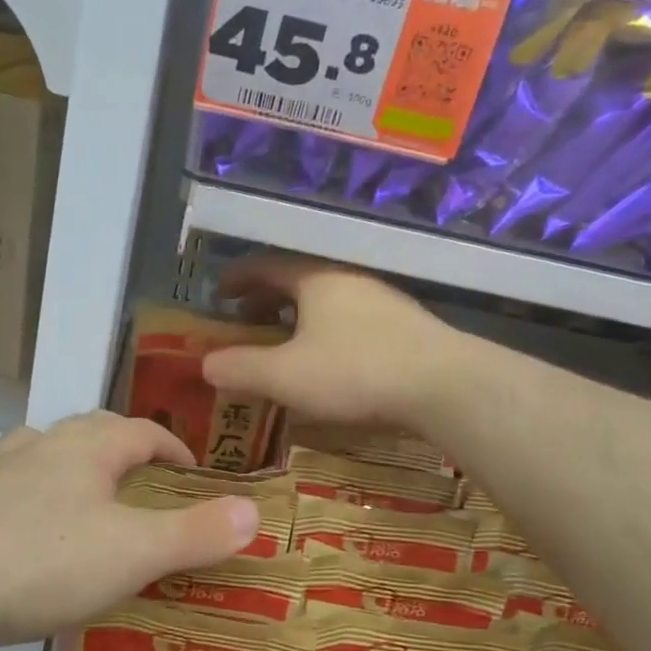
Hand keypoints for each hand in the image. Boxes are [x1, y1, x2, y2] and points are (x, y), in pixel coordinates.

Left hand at [0, 412, 260, 647]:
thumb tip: (253, 512)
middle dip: (121, 451)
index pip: (141, 430)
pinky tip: (26, 541)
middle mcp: (37, 447)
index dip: (172, 447)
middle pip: (89, 432)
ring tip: (87, 506)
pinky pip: (6, 494)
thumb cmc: (39, 562)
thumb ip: (194, 532)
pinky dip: (29, 505)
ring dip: (71, 471)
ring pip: (42, 456)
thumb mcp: (131, 553)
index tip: (191, 472)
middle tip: (142, 485)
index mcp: (84, 449)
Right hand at [202, 256, 457, 428]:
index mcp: (315, 279)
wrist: (445, 385)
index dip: (237, 279)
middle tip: (245, 322)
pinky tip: (330, 362)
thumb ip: (241, 368)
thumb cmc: (355, 372)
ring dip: (298, 318)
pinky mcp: (406, 327)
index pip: (265, 266)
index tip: (218, 294)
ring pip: (327, 301)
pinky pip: (351, 320)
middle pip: (298, 280)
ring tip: (285, 344)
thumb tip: (205, 363)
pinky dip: (327, 332)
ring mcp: (382, 301)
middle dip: (266, 300)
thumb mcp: (286, 376)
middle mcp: (349, 279)